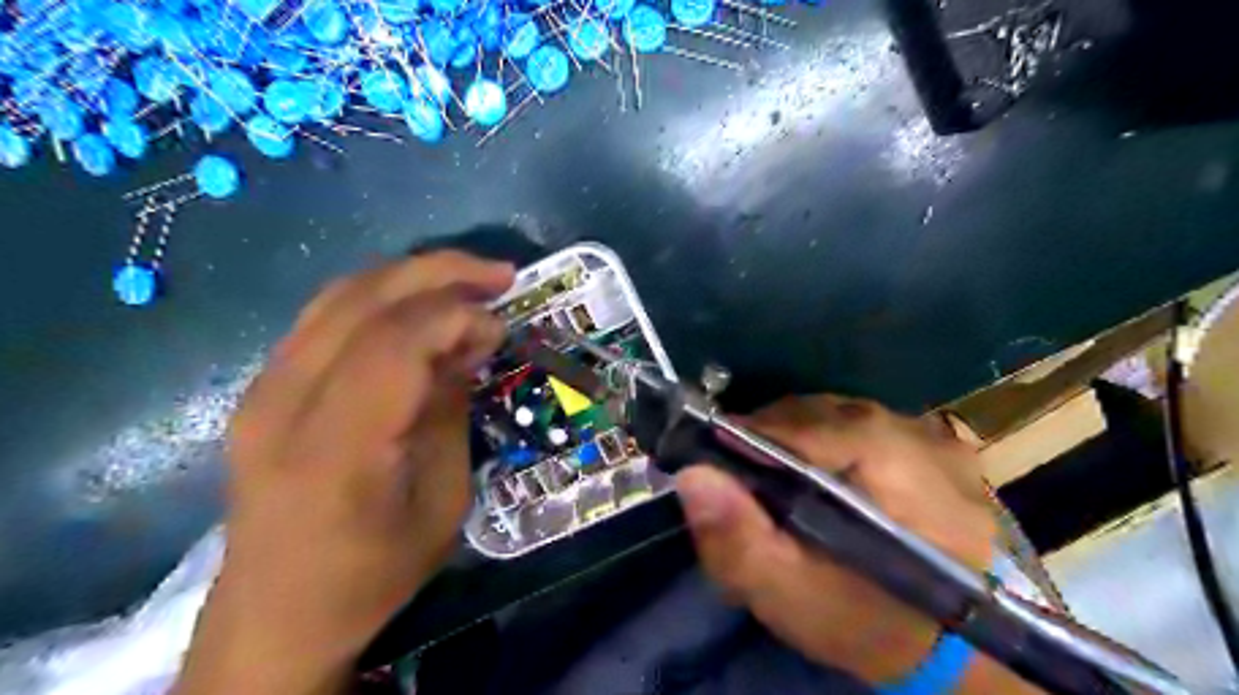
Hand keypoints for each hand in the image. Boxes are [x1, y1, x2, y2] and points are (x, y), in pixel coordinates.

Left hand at [175, 253, 513, 694]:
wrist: (277, 615)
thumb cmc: (374, 573)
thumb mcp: (442, 503)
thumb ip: (449, 411)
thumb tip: (469, 343)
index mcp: (333, 450)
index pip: (393, 344)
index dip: (455, 316)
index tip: (501, 325)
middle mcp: (283, 405)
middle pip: (362, 301)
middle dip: (439, 273)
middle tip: (499, 274)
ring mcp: (261, 390)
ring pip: (340, 296)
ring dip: (411, 276)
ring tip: (468, 279)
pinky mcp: (261, 388)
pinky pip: (325, 317)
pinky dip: (381, 297)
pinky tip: (419, 305)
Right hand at [678, 396, 1016, 687]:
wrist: (953, 651)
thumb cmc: (868, 626)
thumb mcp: (793, 598)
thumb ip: (741, 541)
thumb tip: (695, 475)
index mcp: (899, 470)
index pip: (806, 426)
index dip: (750, 435)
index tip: (713, 457)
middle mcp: (925, 438)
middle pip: (823, 413)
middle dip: (772, 435)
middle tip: (743, 472)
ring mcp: (939, 439)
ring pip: (842, 414)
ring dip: (801, 436)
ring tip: (779, 472)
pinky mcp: (941, 447)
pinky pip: (866, 425)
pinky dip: (832, 441)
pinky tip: (823, 474)